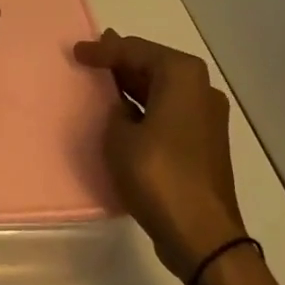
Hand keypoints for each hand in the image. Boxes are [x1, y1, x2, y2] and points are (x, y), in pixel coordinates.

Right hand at [73, 29, 244, 281]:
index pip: (136, 50)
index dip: (103, 50)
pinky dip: (146, 107)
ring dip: (133, 85)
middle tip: (90, 58)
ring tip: (102, 81)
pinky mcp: (204, 142)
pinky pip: (169, 111)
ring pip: (162, 89)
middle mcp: (201, 88)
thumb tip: (123, 107)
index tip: (77, 51)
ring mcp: (207, 116)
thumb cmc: (158, 175)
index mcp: (182, 76)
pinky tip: (123, 113)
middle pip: (154, 65)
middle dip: (121, 62)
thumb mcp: (120, 135)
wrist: (201, 234)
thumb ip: (116, 110)